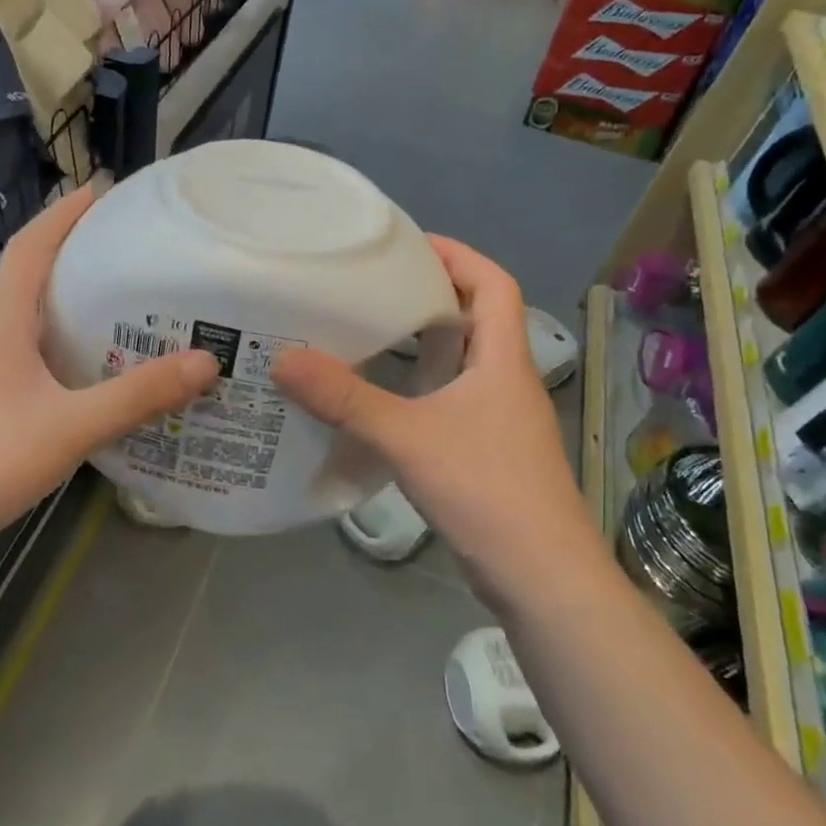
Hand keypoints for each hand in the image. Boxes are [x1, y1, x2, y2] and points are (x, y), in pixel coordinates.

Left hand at [0, 186, 219, 569]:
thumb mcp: (70, 426)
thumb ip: (137, 397)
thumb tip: (207, 362)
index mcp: (4, 329)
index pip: (29, 251)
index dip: (60, 216)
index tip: (97, 189)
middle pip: (30, 280)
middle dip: (70, 252)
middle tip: (122, 244)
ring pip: (32, 325)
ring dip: (69, 303)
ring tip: (121, 301)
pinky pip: (38, 364)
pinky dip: (68, 352)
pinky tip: (98, 374)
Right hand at [269, 237, 590, 589]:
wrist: (542, 579)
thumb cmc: (486, 490)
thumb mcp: (407, 437)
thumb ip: (345, 398)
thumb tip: (283, 358)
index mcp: (502, 359)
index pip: (494, 283)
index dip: (457, 255)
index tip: (407, 245)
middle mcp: (507, 380)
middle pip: (477, 317)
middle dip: (431, 294)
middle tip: (373, 287)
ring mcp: (500, 419)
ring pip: (463, 361)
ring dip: (424, 343)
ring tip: (368, 334)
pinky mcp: (487, 451)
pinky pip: (452, 399)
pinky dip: (421, 386)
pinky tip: (381, 401)